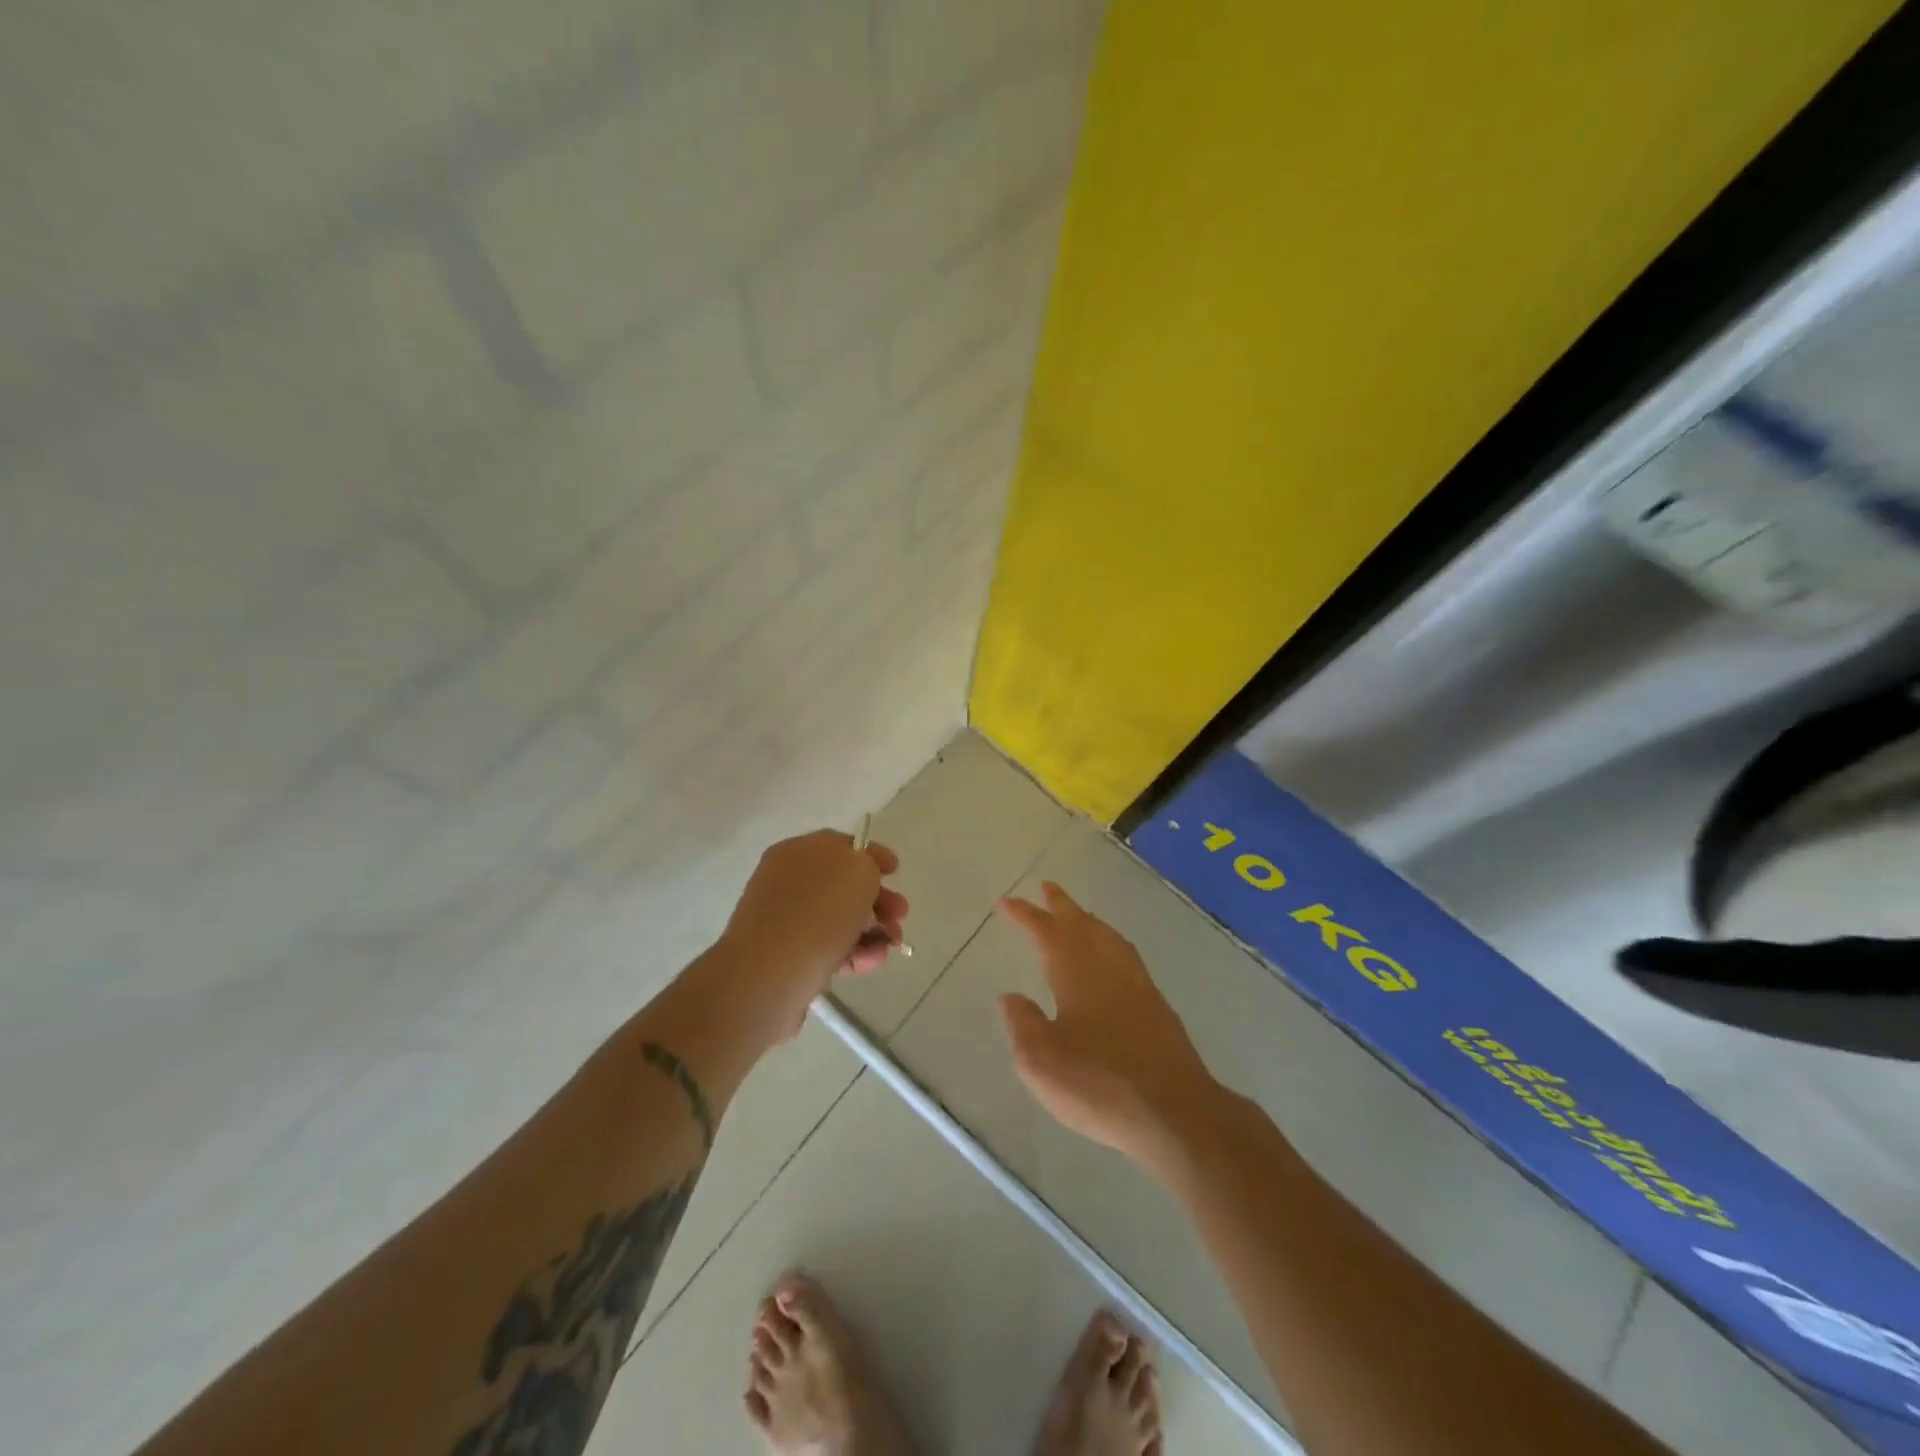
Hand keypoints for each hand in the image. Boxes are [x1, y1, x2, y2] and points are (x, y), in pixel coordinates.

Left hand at [720, 829, 908, 1037]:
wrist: (768, 976)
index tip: (896, 871)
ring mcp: (784, 921)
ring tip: (891, 946)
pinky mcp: (787, 957)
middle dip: (878, 900)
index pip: (842, 845)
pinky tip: (872, 963)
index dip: (873, 855)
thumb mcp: (858, 871)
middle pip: (842, 885)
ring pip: (838, 919)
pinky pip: (828, 948)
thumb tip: (864, 874)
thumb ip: (869, 863)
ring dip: (871, 930)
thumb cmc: (818, 913)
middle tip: (900, 916)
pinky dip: (854, 953)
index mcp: (797, 851)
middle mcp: (787, 881)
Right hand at [997, 883, 1220, 1171]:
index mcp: (1076, 974)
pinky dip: (1111, 942)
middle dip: (1061, 906)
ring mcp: (1137, 984)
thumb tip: (1011, 997)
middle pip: (1082, 925)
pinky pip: (1126, 955)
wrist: (1175, 1112)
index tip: (1006, 902)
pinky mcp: (1157, 1005)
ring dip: (1088, 920)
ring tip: (1077, 914)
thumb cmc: (1099, 1085)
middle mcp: (1107, 968)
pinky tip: (1111, 956)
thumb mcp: (1041, 1062)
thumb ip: (1022, 1024)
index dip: (1025, 915)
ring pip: (1108, 937)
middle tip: (1047, 887)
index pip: (1046, 933)